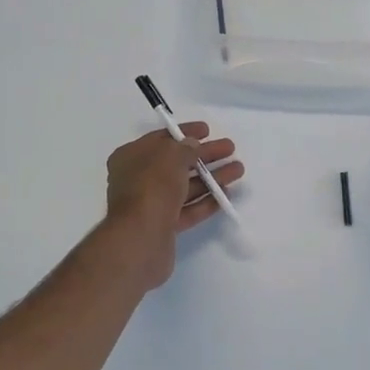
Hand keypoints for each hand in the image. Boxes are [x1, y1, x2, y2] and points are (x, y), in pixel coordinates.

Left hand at [101, 123, 243, 287]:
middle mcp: (138, 179)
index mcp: (131, 157)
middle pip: (177, 163)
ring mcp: (151, 204)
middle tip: (230, 149)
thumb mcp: (170, 156)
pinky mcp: (163, 226)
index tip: (208, 130)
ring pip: (185, 186)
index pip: (161, 139)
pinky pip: (188, 209)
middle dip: (204, 155)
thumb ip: (185, 147)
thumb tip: (193, 146)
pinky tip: (226, 194)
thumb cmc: (152, 187)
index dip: (185, 132)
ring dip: (211, 177)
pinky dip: (206, 201)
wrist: (140, 238)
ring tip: (238, 170)